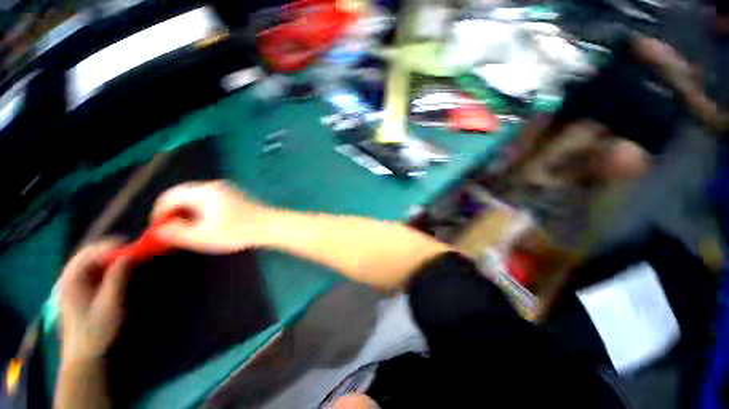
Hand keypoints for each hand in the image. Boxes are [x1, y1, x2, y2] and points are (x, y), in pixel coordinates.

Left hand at [59, 240, 129, 361]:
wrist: (84, 354)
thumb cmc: (96, 330)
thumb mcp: (110, 305)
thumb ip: (117, 278)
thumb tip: (128, 255)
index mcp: (71, 279)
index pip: (90, 251)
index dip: (111, 246)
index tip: (133, 246)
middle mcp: (68, 276)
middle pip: (89, 253)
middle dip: (112, 249)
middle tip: (133, 252)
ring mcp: (72, 282)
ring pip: (91, 259)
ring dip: (110, 257)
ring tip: (129, 259)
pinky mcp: (78, 288)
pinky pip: (92, 269)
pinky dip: (106, 266)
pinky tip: (118, 271)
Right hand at [152, 180, 268, 253]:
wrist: (271, 226)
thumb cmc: (238, 231)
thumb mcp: (202, 236)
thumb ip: (175, 233)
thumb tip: (159, 230)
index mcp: (204, 191)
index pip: (169, 196)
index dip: (159, 213)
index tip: (158, 230)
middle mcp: (214, 186)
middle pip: (183, 195)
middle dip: (174, 213)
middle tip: (173, 231)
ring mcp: (228, 189)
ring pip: (197, 198)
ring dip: (189, 213)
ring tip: (191, 230)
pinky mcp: (237, 196)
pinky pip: (211, 200)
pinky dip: (203, 211)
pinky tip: (209, 224)